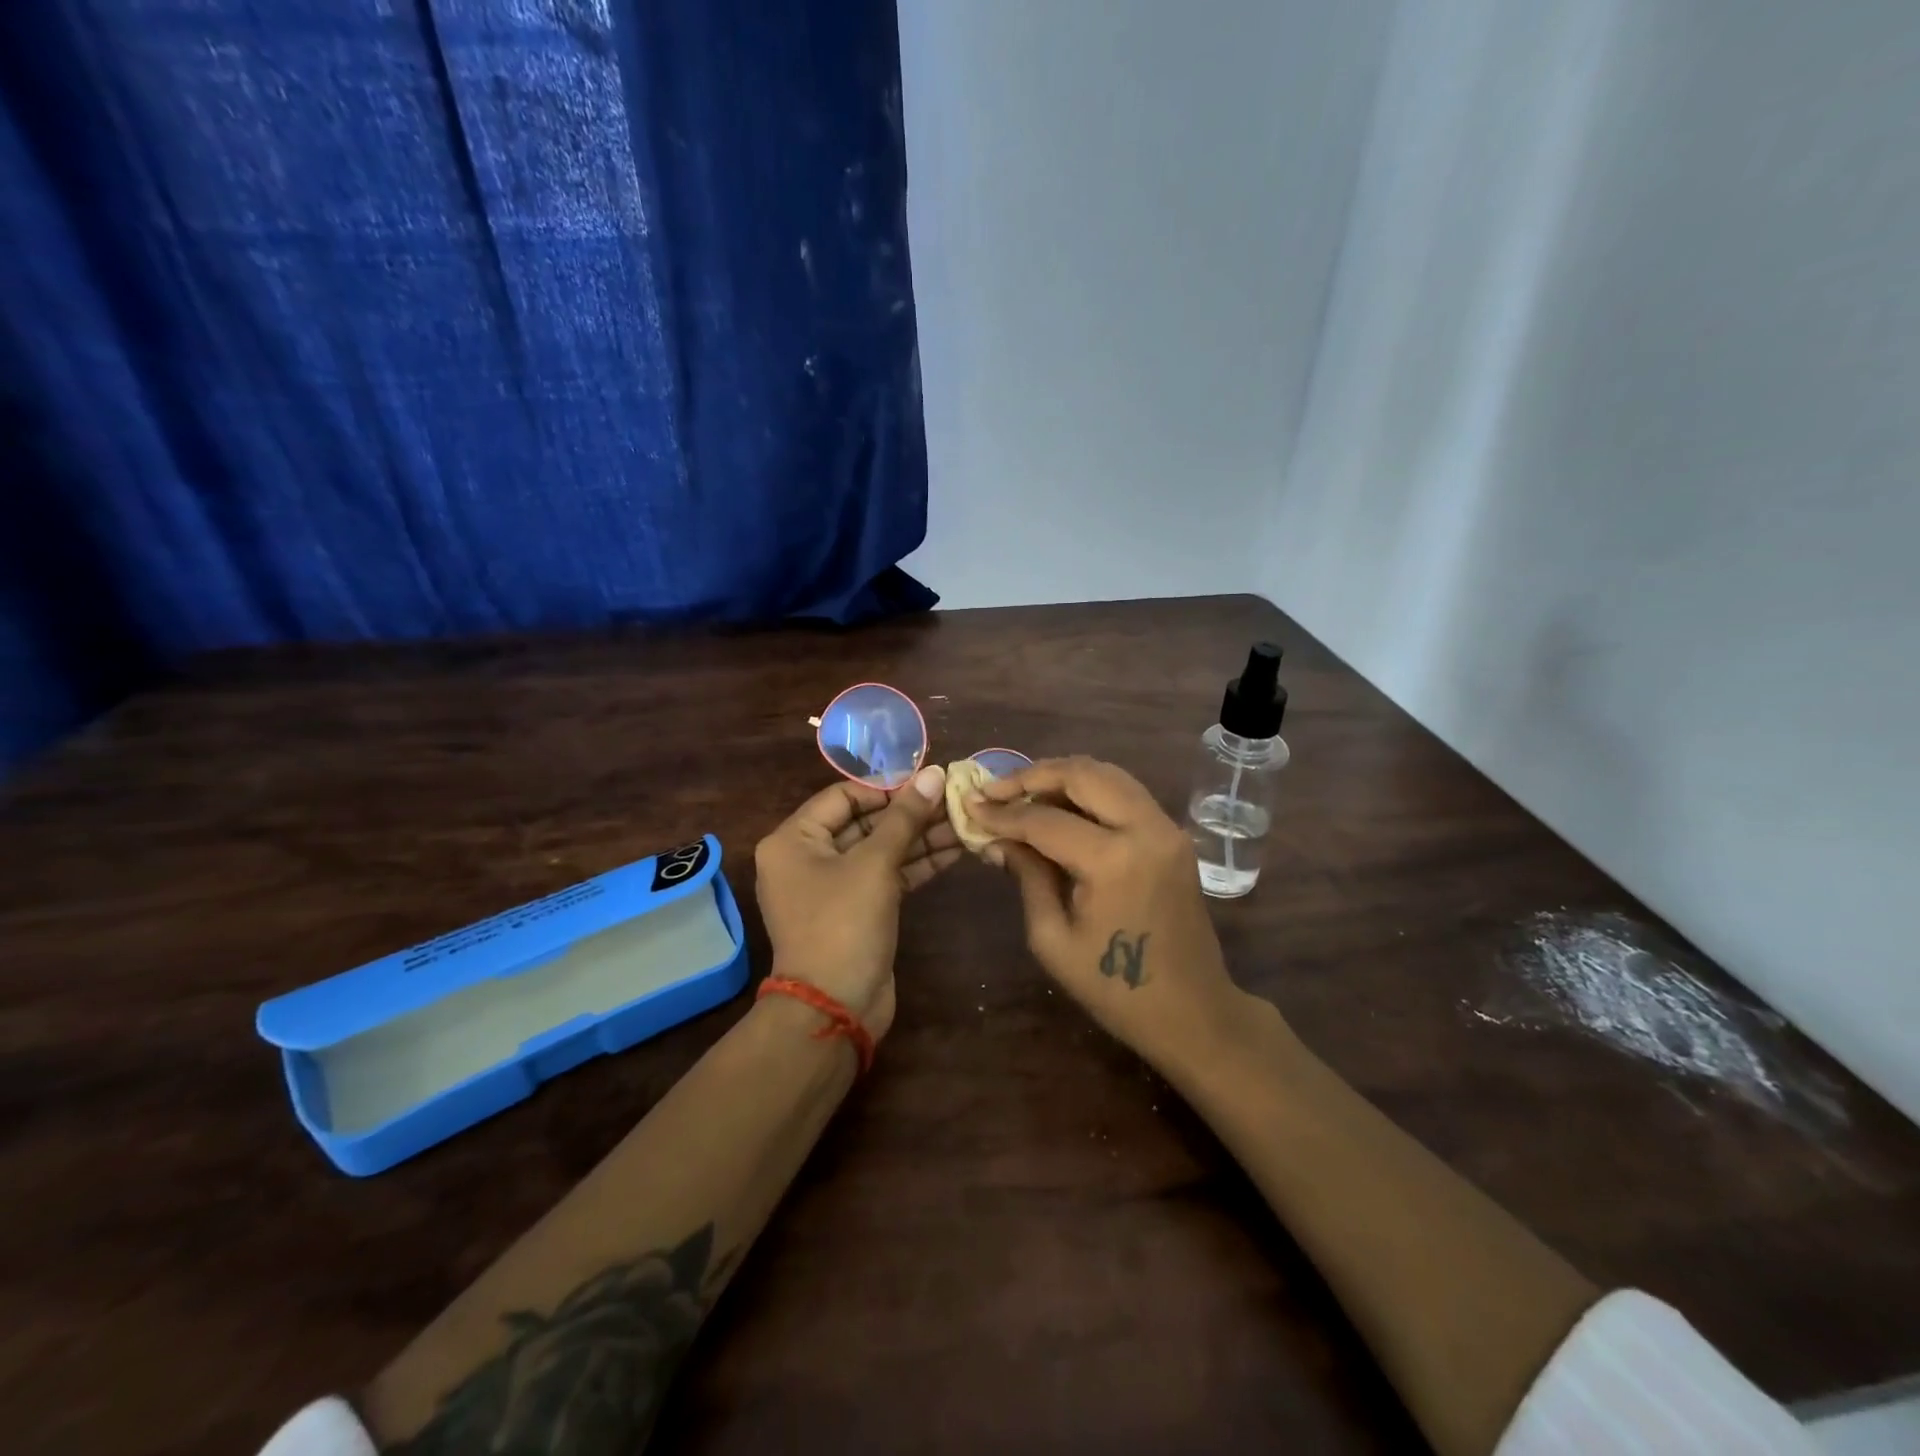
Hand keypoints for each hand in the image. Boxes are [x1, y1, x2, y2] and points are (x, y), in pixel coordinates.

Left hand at [753, 765, 957, 1040]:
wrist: (834, 1009)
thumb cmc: (843, 924)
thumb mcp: (874, 864)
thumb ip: (905, 817)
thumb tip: (934, 773)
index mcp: (793, 840)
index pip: (843, 796)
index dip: (887, 788)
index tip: (928, 782)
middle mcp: (808, 858)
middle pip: (864, 823)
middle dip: (910, 813)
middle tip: (954, 799)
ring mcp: (833, 887)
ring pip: (880, 850)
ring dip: (920, 837)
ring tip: (963, 821)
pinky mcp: (858, 911)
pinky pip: (887, 876)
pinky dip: (917, 864)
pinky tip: (955, 849)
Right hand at [969, 757, 1245, 1069]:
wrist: (1193, 1011)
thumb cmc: (1115, 989)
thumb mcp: (1054, 939)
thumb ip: (1027, 877)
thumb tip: (997, 839)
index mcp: (1114, 861)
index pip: (1045, 820)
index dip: (1003, 813)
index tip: (970, 805)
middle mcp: (1146, 829)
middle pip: (1083, 774)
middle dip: (1032, 775)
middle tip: (994, 788)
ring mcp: (1166, 828)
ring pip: (1108, 774)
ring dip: (1062, 776)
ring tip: (1022, 793)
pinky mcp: (1173, 834)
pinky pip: (1125, 793)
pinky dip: (1089, 790)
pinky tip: (1059, 806)